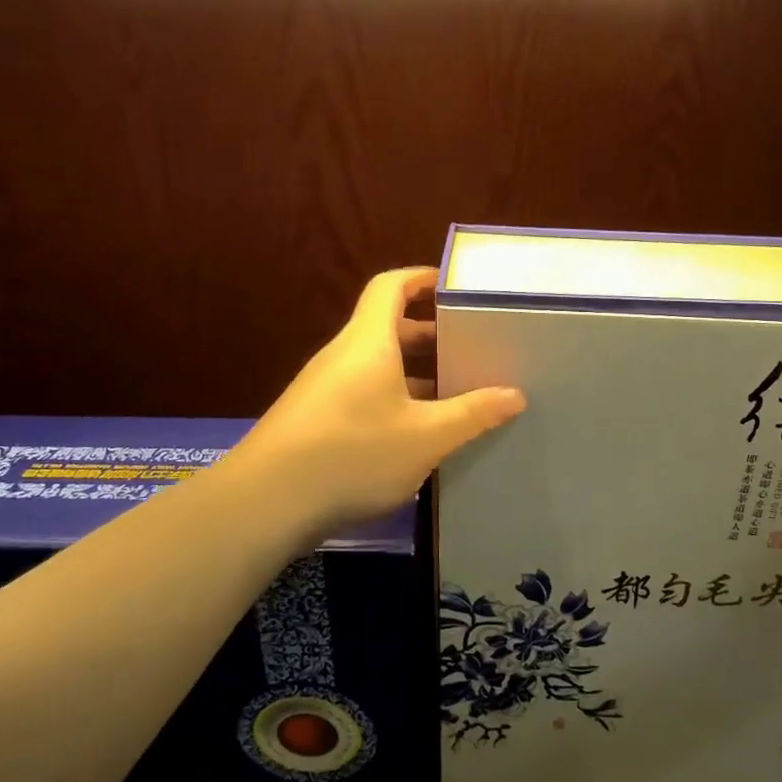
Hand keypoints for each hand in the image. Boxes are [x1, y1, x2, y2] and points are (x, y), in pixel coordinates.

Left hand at [224, 267, 526, 540]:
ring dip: (413, 371)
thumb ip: (472, 414)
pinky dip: (393, 398)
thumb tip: (515, 395)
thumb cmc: (352, 454)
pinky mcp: (314, 419)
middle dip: (429, 332)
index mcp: (369, 342)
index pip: (391, 286)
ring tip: (453, 391)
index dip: (421, 278)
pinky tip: (416, 432)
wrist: (265, 503)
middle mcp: (343, 356)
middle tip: (469, 346)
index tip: (454, 287)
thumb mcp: (425, 437)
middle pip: (386, 326)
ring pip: (376, 364)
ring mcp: (323, 388)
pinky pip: (362, 392)